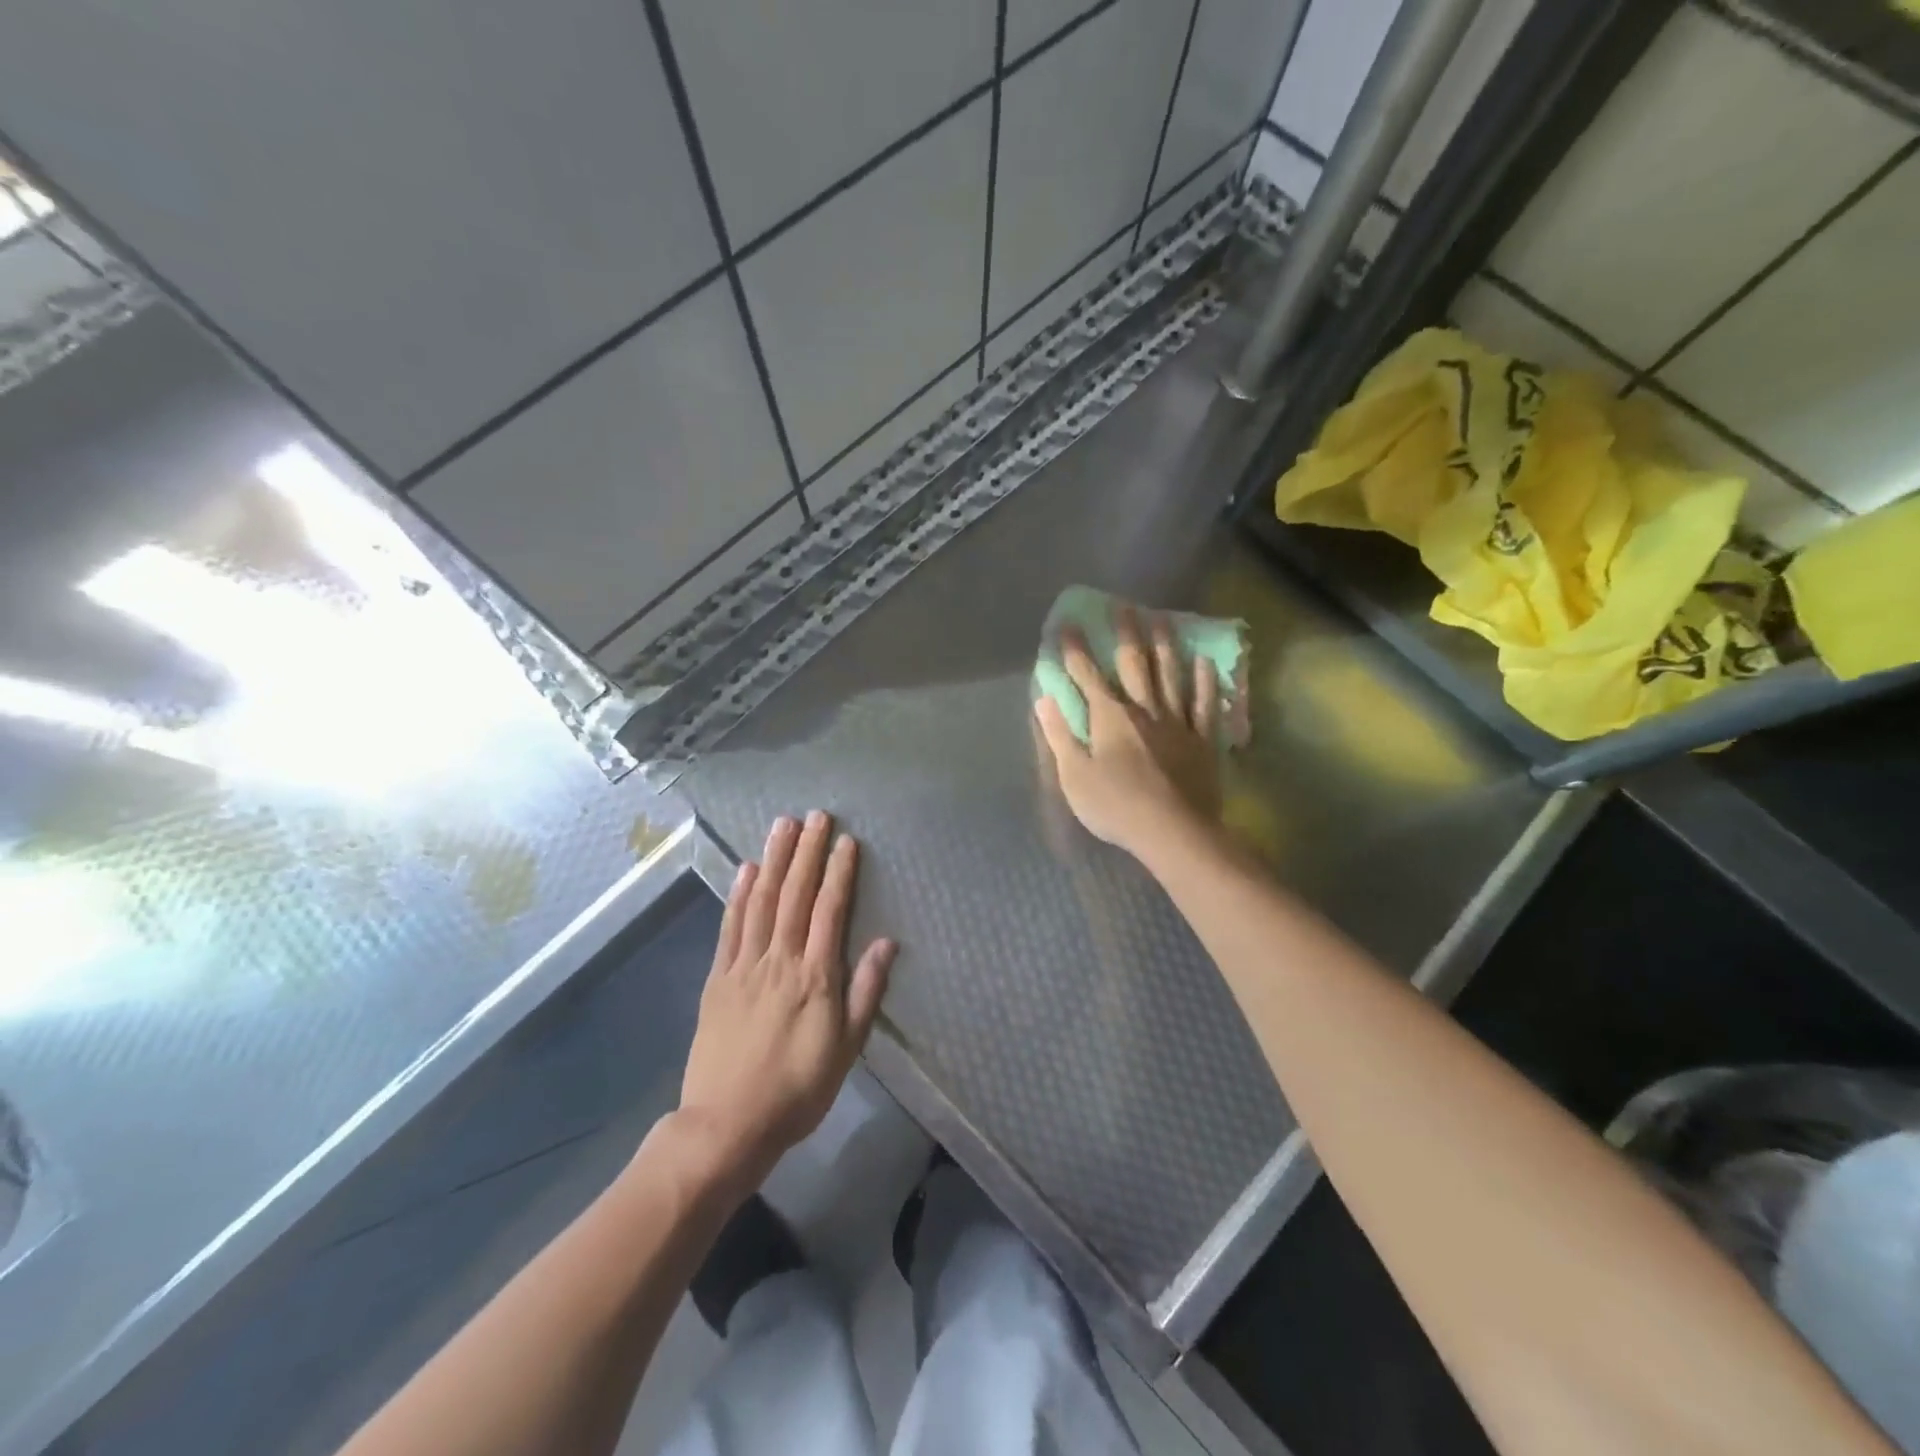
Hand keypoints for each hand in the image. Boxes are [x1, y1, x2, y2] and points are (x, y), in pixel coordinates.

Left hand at [676, 812, 895, 1193]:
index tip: (846, 841)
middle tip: (815, 815)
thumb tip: (886, 943)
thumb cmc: (798, 1090)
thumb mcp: (847, 1049)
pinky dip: (737, 895)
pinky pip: (730, 927)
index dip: (838, 873)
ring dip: (773, 860)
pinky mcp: (718, 979)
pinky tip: (745, 869)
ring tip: (782, 826)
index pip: (829, 911)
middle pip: (794, 896)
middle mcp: (780, 961)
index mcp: (815, 978)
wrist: (727, 1124)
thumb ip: (866, 992)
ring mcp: (744, 967)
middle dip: (807, 852)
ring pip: (760, 901)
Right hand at [1033, 606, 1222, 860]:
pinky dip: (1204, 681)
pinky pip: (1204, 704)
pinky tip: (1203, 661)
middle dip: (1125, 633)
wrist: (1172, 831)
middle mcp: (1143, 709)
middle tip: (1124, 605)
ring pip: (1171, 674)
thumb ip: (1059, 735)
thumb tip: (1044, 700)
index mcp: (1109, 717)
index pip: (1087, 675)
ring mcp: (1177, 722)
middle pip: (1134, 663)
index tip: (1067, 625)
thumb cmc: (1115, 806)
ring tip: (1163, 618)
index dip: (1075, 650)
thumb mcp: (1074, 776)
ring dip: (1165, 645)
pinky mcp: (1201, 739)